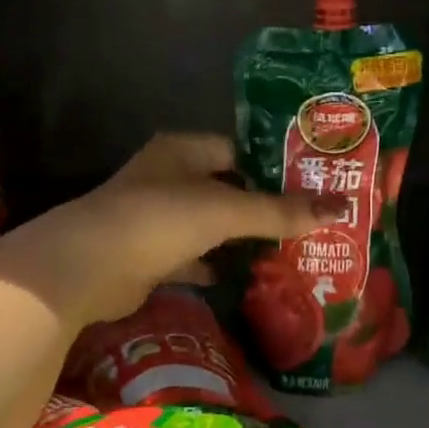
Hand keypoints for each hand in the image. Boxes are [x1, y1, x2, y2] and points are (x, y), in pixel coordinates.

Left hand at [0, 133, 342, 329]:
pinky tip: (244, 278)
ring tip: (288, 250)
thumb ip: (280, 211)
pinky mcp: (149, 255)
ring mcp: (155, 217)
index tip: (312, 184)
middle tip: (309, 222)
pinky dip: (215, 266)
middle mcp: (168, 177)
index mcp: (183, 150)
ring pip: (210, 224)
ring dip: (240, 238)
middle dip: (262, 206)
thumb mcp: (226, 210)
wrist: (87, 268)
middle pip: (226, 188)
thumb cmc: (159, 219)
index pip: (238, 149)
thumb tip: (341, 208)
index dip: (274, 165)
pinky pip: (193, 257)